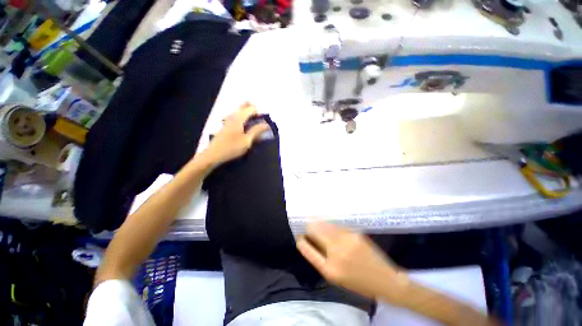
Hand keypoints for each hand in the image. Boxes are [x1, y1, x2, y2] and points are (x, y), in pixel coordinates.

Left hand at [201, 102, 269, 165]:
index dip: (259, 113)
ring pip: (239, 110)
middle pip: (244, 105)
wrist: (213, 154)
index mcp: (239, 118)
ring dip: (248, 114)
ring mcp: (228, 119)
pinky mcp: (225, 125)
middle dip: (253, 109)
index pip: (251, 108)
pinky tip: (245, 128)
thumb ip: (256, 131)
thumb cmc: (232, 148)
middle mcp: (232, 116)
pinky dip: (243, 118)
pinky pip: (236, 116)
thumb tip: (266, 124)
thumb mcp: (247, 141)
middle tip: (259, 120)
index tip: (263, 123)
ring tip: (254, 125)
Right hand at [297, 221, 405, 298]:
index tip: (298, 235)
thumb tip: (311, 242)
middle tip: (305, 221)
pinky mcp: (355, 234)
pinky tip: (329, 222)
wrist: (385, 280)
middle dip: (309, 226)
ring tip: (314, 217)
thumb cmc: (359, 283)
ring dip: (319, 221)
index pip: (308, 250)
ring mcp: (347, 241)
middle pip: (316, 232)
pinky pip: (338, 226)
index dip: (301, 241)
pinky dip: (331, 224)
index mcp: (330, 269)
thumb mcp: (337, 278)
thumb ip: (322, 260)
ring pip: (326, 226)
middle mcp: (336, 252)